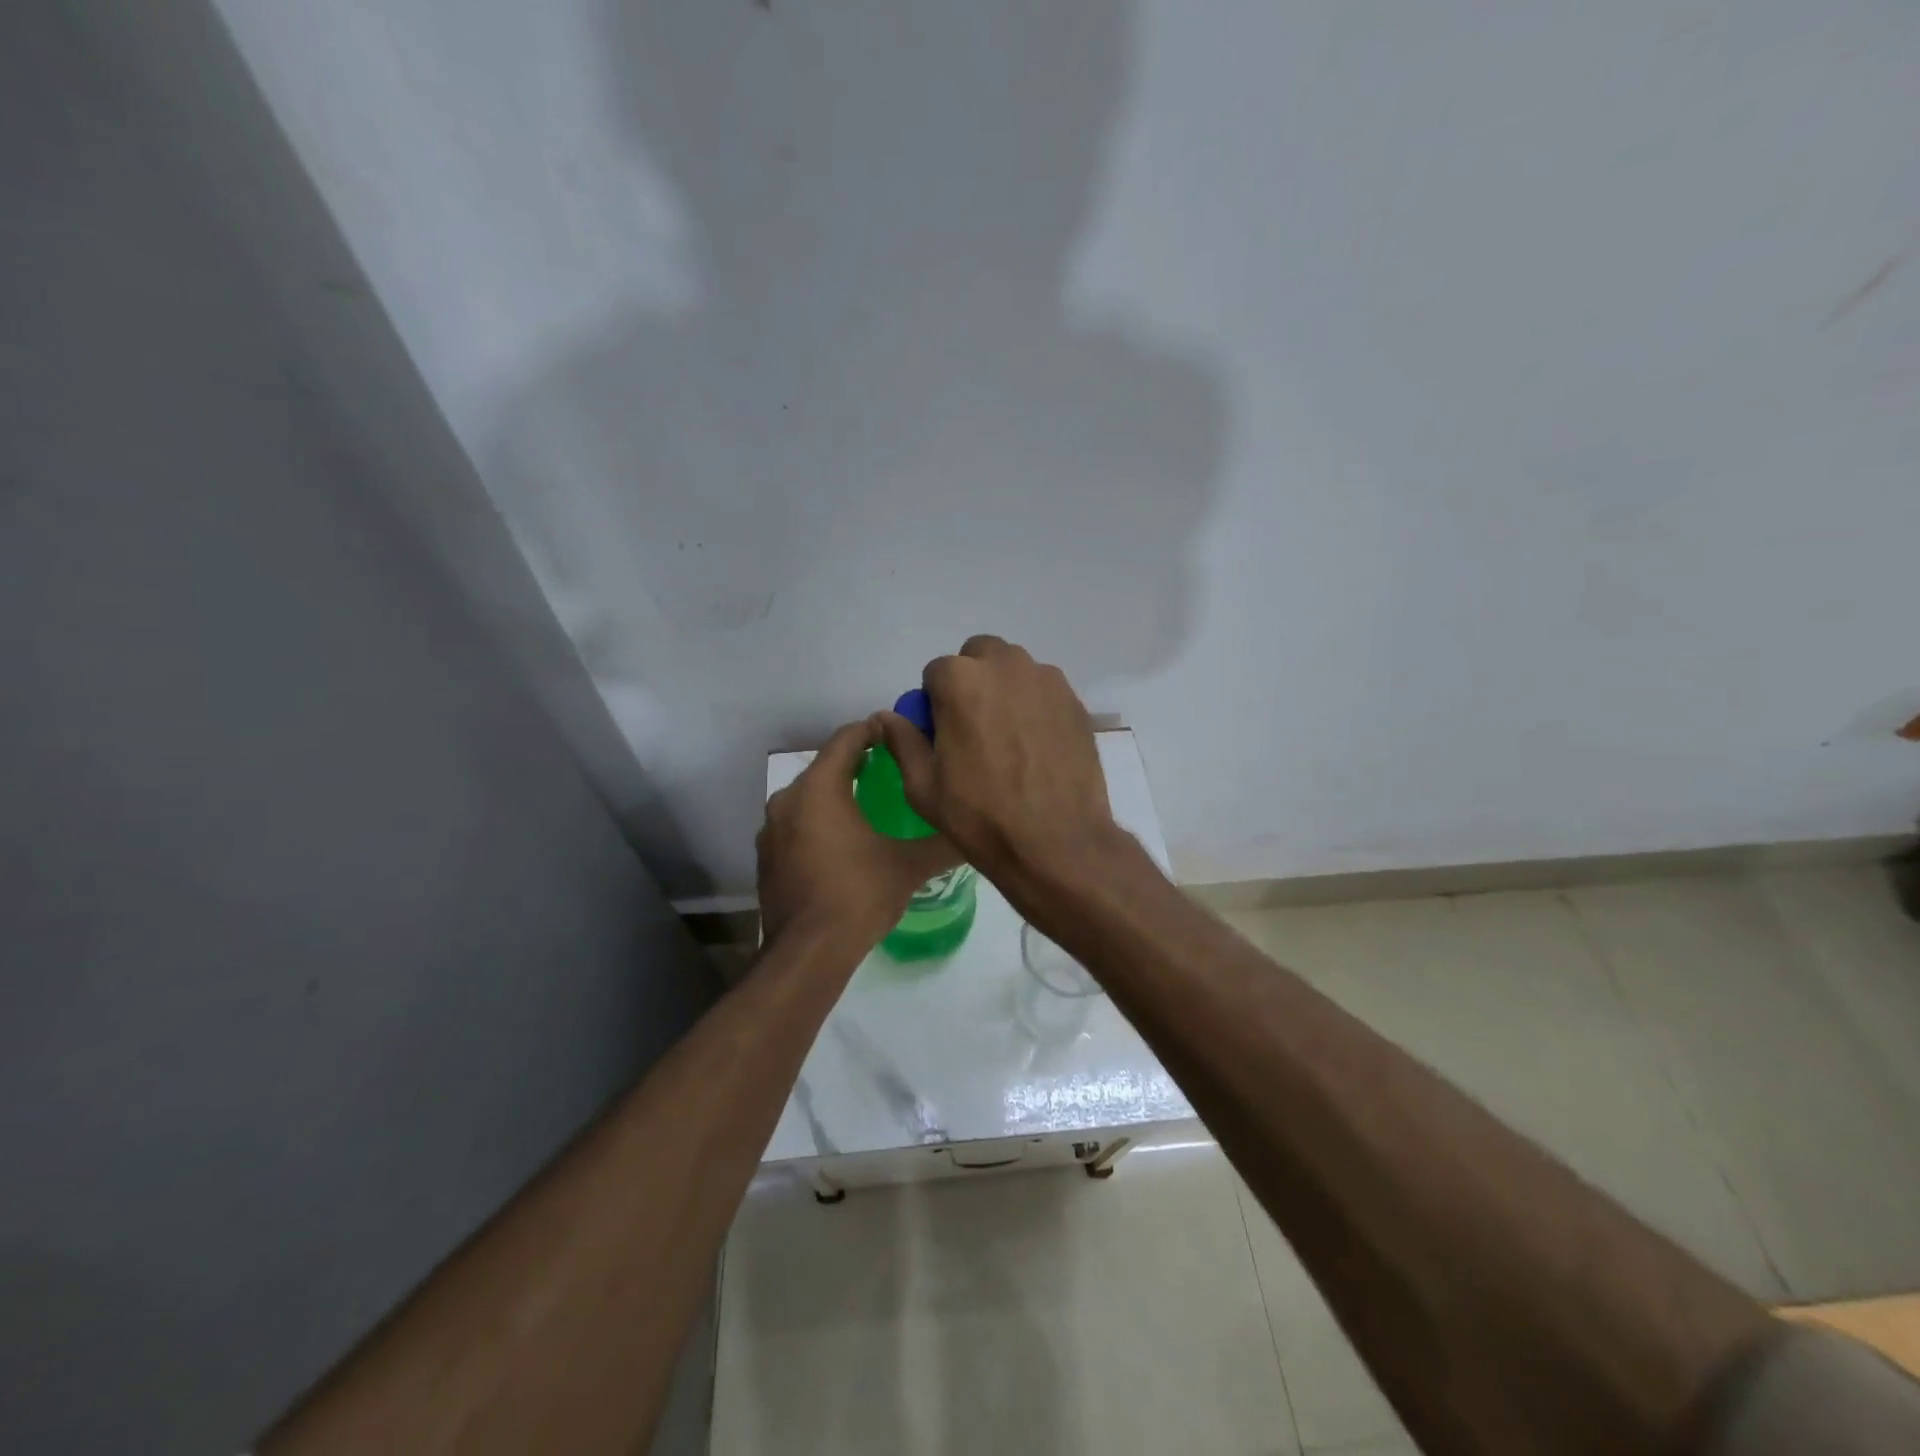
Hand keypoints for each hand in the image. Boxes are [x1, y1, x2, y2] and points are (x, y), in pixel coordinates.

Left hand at [757, 717, 960, 950]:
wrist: (807, 953)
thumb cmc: (858, 896)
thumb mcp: (909, 866)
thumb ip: (943, 843)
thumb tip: (974, 832)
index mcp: (818, 788)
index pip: (847, 739)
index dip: (874, 730)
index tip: (899, 732)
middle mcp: (787, 799)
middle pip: (826, 767)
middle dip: (858, 764)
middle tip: (893, 769)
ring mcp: (771, 830)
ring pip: (809, 797)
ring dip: (836, 795)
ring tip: (871, 805)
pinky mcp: (767, 857)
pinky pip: (797, 825)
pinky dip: (819, 823)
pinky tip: (843, 843)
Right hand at [876, 636, 1120, 889]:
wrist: (1056, 842)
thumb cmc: (980, 815)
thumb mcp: (923, 786)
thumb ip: (903, 740)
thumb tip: (888, 717)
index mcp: (960, 680)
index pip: (935, 673)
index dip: (934, 703)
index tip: (943, 734)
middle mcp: (1006, 666)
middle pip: (979, 657)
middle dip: (971, 682)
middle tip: (974, 727)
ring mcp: (1046, 681)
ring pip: (1015, 670)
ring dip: (1004, 690)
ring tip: (1008, 738)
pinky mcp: (1075, 701)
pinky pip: (1044, 691)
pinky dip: (1035, 706)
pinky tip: (1036, 747)